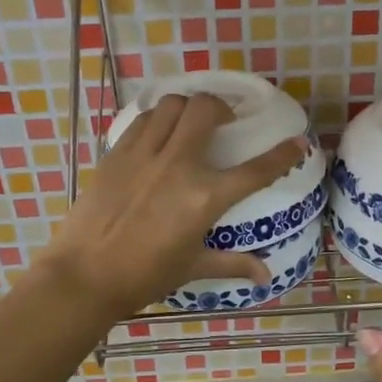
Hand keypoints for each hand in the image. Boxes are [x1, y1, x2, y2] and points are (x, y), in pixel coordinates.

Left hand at [39, 92, 306, 321]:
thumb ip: (232, 264)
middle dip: (222, 107)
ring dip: (187, 107)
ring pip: (172, 105)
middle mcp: (178, 165)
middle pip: (206, 110)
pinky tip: (157, 134)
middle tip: (223, 122)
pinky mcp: (116, 154)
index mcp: (204, 197)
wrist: (84, 276)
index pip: (255, 170)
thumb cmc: (144, 276)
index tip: (297, 142)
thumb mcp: (192, 268)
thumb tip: (266, 276)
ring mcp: (144, 155)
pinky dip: (156, 119)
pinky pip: (142, 120)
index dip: (282, 154)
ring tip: (188, 123)